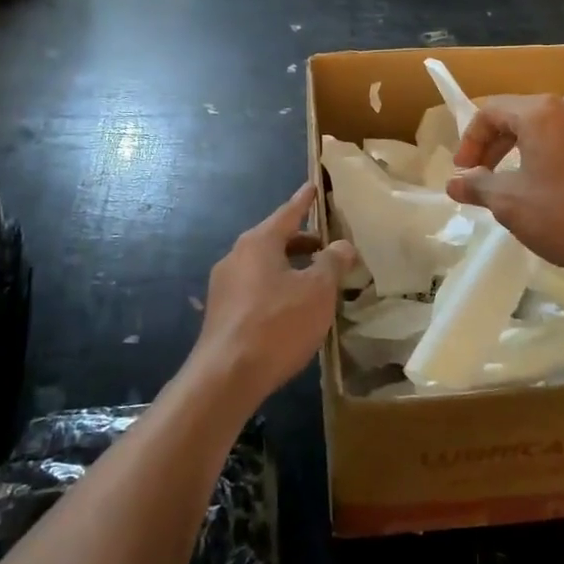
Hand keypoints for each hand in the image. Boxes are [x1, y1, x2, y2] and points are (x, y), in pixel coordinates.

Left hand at [192, 183, 356, 409]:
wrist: (225, 377)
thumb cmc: (277, 324)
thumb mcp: (317, 291)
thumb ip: (332, 263)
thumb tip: (342, 245)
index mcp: (259, 242)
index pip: (287, 213)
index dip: (304, 201)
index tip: (312, 186)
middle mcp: (237, 256)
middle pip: (275, 240)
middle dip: (302, 241)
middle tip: (327, 246)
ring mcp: (224, 286)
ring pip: (265, 266)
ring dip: (291, 268)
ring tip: (316, 281)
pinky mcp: (222, 313)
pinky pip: (255, 289)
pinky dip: (277, 288)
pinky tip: (293, 309)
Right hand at [446, 93, 563, 279]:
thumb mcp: (509, 203)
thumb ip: (477, 186)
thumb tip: (454, 183)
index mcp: (542, 112)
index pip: (491, 111)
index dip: (470, 140)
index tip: (463, 172)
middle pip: (523, 114)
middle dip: (497, 144)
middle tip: (483, 175)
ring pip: (554, 126)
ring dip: (530, 147)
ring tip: (520, 177)